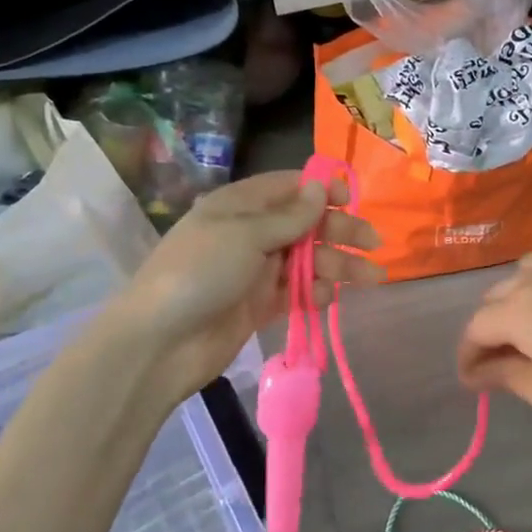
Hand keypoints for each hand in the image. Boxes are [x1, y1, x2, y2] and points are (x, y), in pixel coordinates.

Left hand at [87, 172, 381, 401]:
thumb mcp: (245, 234)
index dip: (322, 190)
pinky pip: (296, 293)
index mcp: (240, 205)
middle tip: (374, 244)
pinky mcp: (258, 305)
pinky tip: (329, 300)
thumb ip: (289, 216)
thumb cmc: (200, 273)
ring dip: (338, 265)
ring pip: (306, 260)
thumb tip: (320, 187)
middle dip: (340, 232)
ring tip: (372, 278)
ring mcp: (255, 271)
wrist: (158, 344)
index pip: (289, 187)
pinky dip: (315, 294)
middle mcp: (250, 233)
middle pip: (305, 225)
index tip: (352, 200)